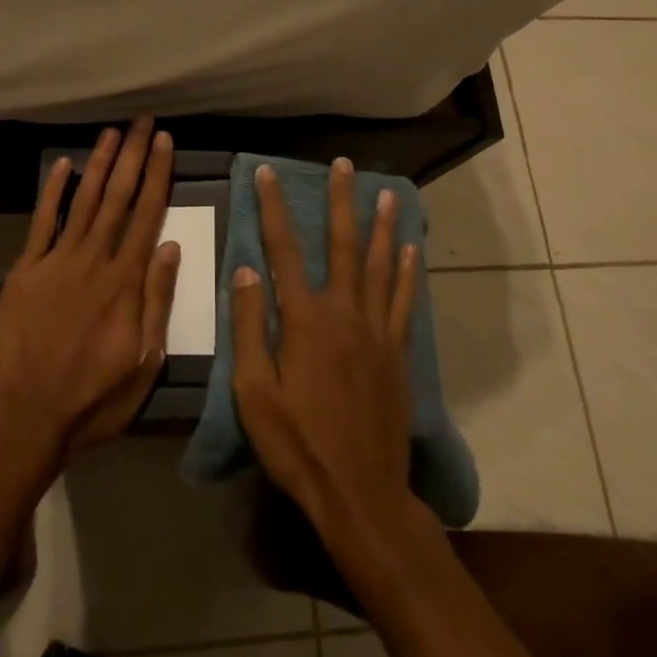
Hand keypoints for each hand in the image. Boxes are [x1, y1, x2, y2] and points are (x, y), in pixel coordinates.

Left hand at [0, 119, 180, 457]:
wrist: (23, 417)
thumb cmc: (91, 399)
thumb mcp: (143, 362)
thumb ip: (157, 300)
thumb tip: (170, 245)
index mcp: (125, 282)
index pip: (147, 215)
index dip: (157, 175)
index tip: (164, 142)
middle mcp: (93, 260)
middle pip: (117, 198)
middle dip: (132, 156)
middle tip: (142, 121)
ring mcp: (56, 261)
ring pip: (83, 201)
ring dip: (98, 164)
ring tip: (110, 133)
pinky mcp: (26, 270)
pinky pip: (41, 222)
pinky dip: (52, 192)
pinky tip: (62, 165)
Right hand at [232, 159, 422, 552]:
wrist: (359, 492)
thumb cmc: (297, 443)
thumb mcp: (253, 391)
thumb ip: (250, 327)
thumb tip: (246, 269)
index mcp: (304, 320)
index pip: (283, 250)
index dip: (273, 208)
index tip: (268, 173)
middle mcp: (344, 313)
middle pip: (342, 245)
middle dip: (340, 201)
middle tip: (343, 165)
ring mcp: (376, 331)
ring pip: (379, 265)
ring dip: (381, 225)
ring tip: (386, 192)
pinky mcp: (397, 352)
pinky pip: (403, 300)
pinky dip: (406, 271)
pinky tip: (410, 250)